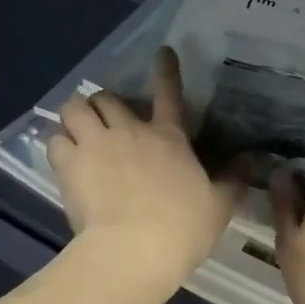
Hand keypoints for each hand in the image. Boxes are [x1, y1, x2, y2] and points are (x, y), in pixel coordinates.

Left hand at [48, 47, 246, 289]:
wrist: (131, 252)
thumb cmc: (180, 229)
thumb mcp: (219, 206)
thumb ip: (233, 180)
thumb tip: (249, 160)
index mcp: (169, 137)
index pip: (169, 92)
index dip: (166, 69)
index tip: (162, 52)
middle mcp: (130, 131)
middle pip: (108, 98)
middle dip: (104, 104)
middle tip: (105, 119)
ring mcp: (97, 144)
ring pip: (74, 108)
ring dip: (75, 115)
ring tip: (76, 129)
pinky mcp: (69, 164)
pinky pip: (55, 140)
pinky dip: (59, 144)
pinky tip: (63, 157)